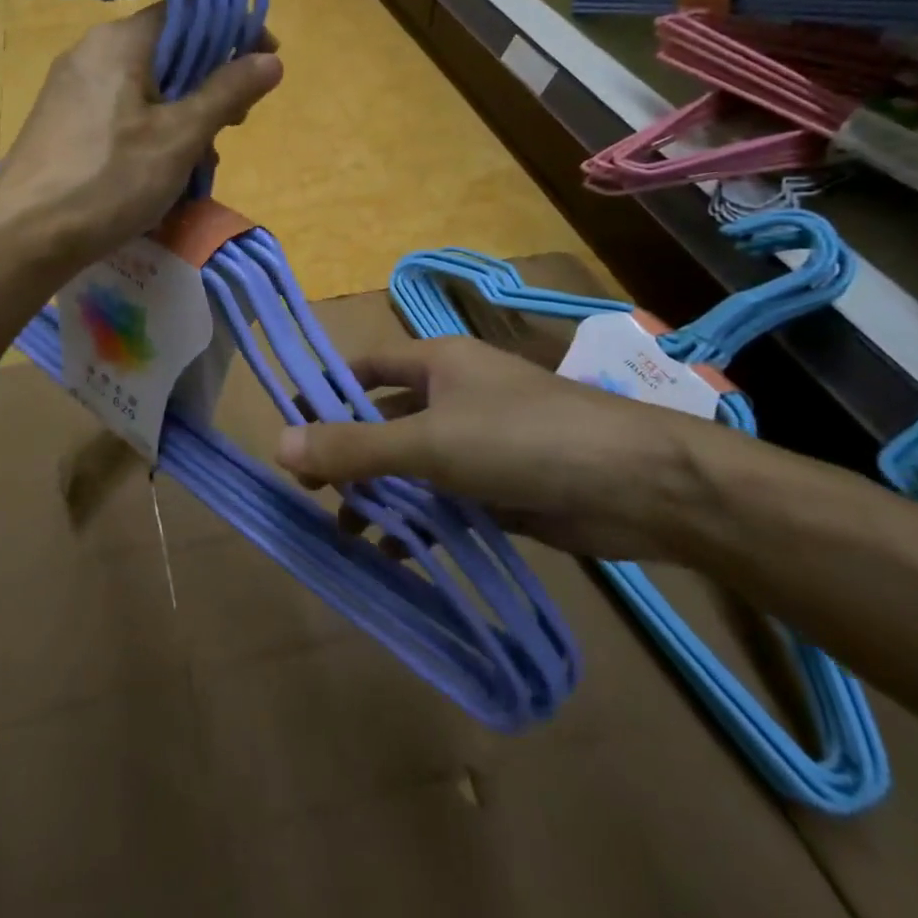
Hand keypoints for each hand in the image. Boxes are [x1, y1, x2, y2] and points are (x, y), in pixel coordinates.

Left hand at [0, 5, 281, 267]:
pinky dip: (150, 133)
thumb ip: (226, 93)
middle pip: (167, 51)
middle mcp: (91, 54)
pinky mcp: (62, 125)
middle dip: (209, 85)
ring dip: (183, 117)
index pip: (187, 11)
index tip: (265, 64)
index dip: (233, 31)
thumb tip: (271, 60)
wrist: (24, 236)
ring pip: (145, 89)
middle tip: (235, 124)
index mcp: (119, 42)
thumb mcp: (179, 138)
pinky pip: (120, 114)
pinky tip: (160, 174)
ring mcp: (71, 91)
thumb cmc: (108, 179)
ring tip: (199, 164)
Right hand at [274, 336, 714, 560]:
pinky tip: (395, 555)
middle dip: (348, 454)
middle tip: (310, 493)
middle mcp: (454, 396)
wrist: (639, 487)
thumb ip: (354, 447)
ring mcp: (479, 443)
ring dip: (380, 495)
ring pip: (413, 465)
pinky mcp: (501, 488)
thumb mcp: (429, 442)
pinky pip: (444, 501)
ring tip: (345, 533)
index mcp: (437, 363)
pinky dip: (419, 523)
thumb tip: (277, 445)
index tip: (288, 430)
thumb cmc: (523, 439)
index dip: (325, 392)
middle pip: (384, 420)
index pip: (364, 368)